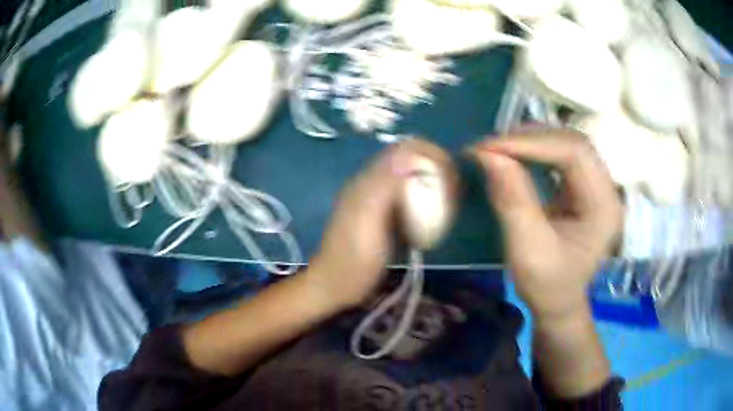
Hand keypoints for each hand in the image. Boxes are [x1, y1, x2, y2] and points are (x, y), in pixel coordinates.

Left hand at [308, 139, 454, 309]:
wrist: (336, 286)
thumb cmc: (353, 259)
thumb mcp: (367, 221)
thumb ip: (383, 185)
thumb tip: (407, 153)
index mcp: (369, 180)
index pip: (404, 149)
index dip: (430, 154)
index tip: (450, 176)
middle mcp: (374, 184)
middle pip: (412, 162)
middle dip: (437, 170)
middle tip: (454, 194)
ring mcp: (379, 201)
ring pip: (414, 180)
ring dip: (435, 185)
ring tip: (450, 205)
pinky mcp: (385, 217)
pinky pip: (411, 200)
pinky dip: (428, 203)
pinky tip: (436, 220)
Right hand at [474, 129, 621, 319]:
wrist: (559, 302)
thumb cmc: (547, 285)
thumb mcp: (528, 250)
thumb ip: (512, 201)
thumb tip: (488, 155)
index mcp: (604, 206)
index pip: (574, 153)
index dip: (533, 143)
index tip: (491, 148)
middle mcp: (606, 188)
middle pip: (573, 142)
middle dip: (530, 138)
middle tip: (491, 145)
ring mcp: (596, 185)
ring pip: (567, 143)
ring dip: (532, 140)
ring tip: (500, 147)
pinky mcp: (583, 186)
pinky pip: (561, 154)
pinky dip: (535, 149)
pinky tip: (516, 154)